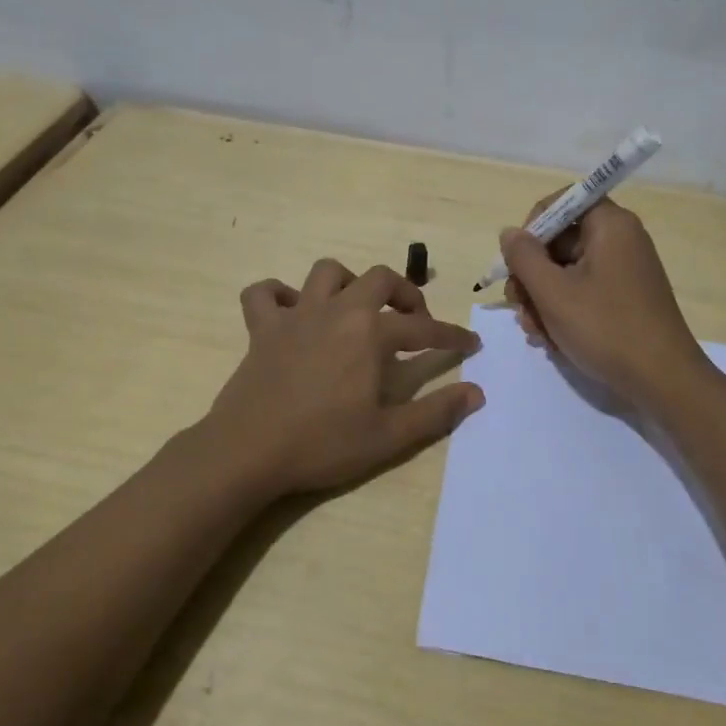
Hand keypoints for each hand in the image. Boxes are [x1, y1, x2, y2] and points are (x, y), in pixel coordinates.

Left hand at [203, 259, 483, 498]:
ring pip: (326, 272)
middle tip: (413, 320)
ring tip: (357, 310)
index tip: (471, 343)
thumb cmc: (323, 444)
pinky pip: (264, 294)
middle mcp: (336, 311)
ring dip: (348, 283)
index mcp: (370, 333)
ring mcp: (295, 316)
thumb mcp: (388, 436)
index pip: (423, 327)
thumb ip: (436, 412)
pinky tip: (292, 314)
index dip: (451, 335)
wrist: (248, 452)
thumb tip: (477, 393)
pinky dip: (279, 296)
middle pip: (379, 279)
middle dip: (405, 293)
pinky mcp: (261, 329)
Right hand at [500, 199, 709, 409]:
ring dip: (542, 300)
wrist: (662, 380)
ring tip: (535, 333)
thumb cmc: (605, 328)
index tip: (517, 261)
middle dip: (532, 276)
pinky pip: (584, 291)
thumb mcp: (553, 292)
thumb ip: (524, 257)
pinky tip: (552, 340)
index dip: (532, 227)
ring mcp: (624, 270)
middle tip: (518, 307)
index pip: (562, 202)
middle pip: (560, 241)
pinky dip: (564, 311)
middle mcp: (620, 240)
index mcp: (609, 224)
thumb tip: (510, 233)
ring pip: (567, 272)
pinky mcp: (625, 298)